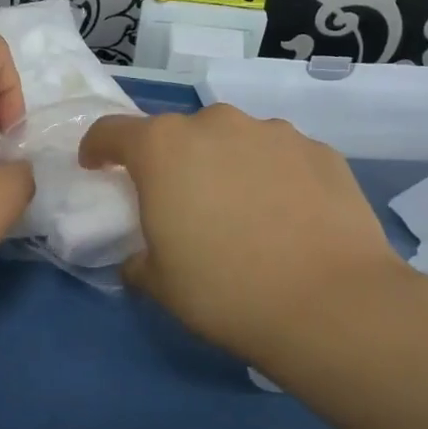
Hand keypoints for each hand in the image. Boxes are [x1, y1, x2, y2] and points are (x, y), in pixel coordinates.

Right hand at [79, 105, 427, 370]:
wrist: (330, 304)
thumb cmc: (225, 291)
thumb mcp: (159, 284)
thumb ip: (137, 259)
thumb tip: (140, 257)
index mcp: (163, 149)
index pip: (112, 131)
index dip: (98, 148)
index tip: (97, 168)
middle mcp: (215, 124)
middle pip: (178, 134)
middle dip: (172, 162)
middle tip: (182, 204)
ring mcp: (273, 132)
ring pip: (233, 141)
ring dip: (225, 165)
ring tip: (243, 212)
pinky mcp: (320, 149)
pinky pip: (279, 156)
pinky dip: (273, 176)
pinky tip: (288, 217)